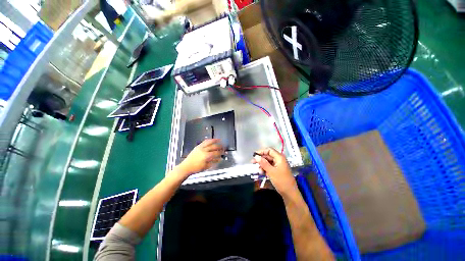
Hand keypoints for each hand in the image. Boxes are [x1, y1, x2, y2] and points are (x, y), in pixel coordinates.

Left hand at [178, 139, 223, 175]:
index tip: (224, 152)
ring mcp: (200, 147)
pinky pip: (204, 142)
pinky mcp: (197, 147)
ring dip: (214, 140)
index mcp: (206, 156)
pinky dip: (208, 140)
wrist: (186, 167)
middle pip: (214, 147)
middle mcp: (204, 150)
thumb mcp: (206, 166)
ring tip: (219, 140)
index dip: (221, 153)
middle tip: (223, 147)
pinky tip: (211, 140)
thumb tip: (219, 159)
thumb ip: (213, 162)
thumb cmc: (196, 168)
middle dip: (219, 146)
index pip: (216, 153)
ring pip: (209, 142)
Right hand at [252, 148, 296, 194]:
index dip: (261, 151)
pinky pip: (269, 166)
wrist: (290, 193)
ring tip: (259, 171)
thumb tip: (256, 156)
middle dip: (260, 159)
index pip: (269, 150)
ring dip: (262, 165)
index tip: (254, 155)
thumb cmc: (281, 181)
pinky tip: (262, 173)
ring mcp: (278, 165)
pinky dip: (265, 169)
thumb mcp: (271, 171)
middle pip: (268, 156)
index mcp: (279, 157)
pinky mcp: (277, 170)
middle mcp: (279, 159)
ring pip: (268, 161)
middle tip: (253, 162)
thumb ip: (263, 163)